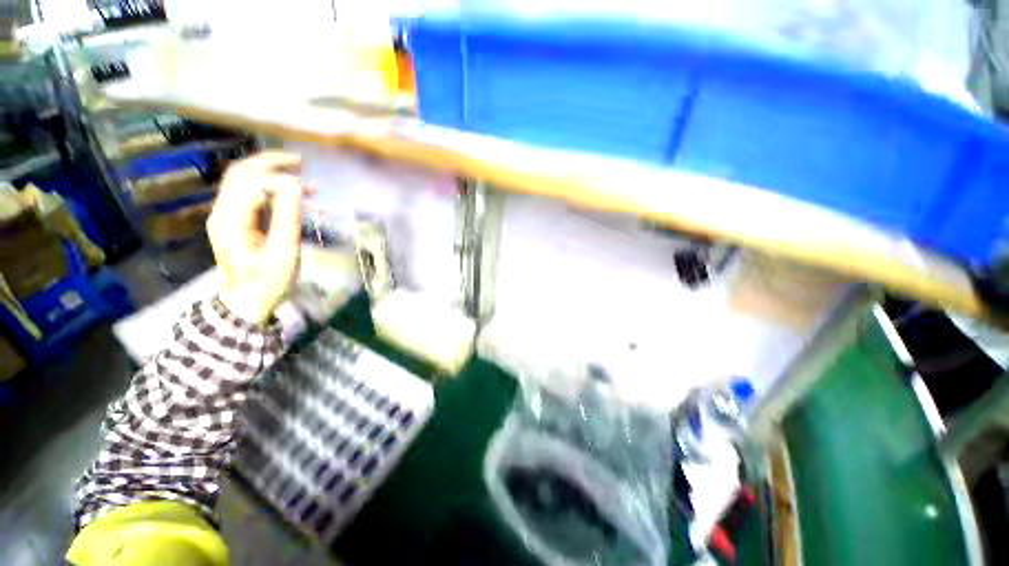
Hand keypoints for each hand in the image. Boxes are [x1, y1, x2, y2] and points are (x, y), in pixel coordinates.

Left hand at [208, 151, 305, 324]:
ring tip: (304, 179)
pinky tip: (293, 196)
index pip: (251, 182)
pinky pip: (250, 196)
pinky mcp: (235, 222)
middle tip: (301, 162)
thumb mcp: (284, 252)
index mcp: (231, 220)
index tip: (309, 189)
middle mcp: (222, 212)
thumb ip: (288, 216)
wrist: (247, 302)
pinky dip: (271, 189)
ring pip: (244, 181)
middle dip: (271, 163)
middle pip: (241, 173)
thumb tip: (295, 184)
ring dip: (272, 175)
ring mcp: (226, 216)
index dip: (280, 179)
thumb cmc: (268, 281)